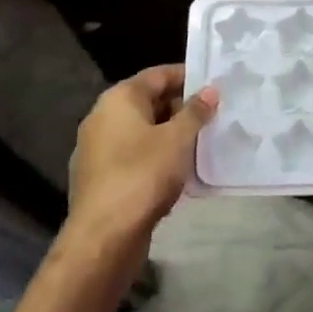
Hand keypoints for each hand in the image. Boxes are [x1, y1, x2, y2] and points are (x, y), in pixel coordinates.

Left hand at [65, 65, 217, 265]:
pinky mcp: (99, 177)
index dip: (188, 76)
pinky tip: (178, 170)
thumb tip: (210, 91)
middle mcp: (103, 117)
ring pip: (141, 130)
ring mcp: (97, 148)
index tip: (215, 85)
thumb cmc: (143, 175)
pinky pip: (134, 155)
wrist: (104, 236)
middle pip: (148, 101)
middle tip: (214, 115)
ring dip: (170, 133)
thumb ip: (195, 112)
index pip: (158, 75)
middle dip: (181, 107)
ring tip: (202, 142)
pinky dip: (156, 156)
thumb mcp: (178, 139)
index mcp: (119, 99)